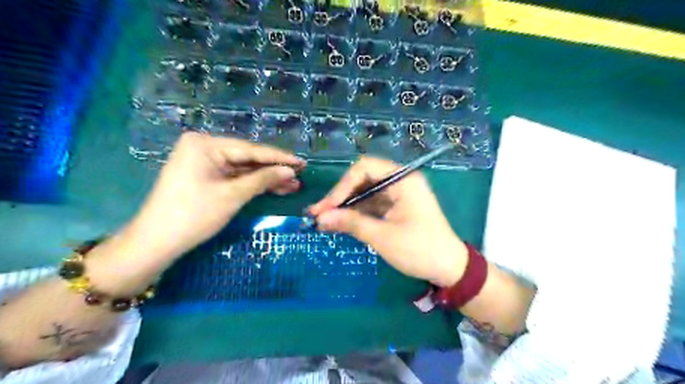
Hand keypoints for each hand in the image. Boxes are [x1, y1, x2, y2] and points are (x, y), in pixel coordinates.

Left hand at [125, 133, 303, 260]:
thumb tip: (290, 171)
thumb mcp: (233, 195)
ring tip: (292, 185)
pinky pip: (234, 178)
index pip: (250, 149)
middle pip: (247, 158)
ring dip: (266, 179)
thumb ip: (263, 179)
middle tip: (299, 176)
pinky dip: (252, 184)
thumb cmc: (194, 215)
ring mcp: (203, 163)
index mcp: (205, 145)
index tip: (301, 162)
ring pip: (243, 169)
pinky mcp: (205, 177)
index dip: (278, 157)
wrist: (157, 243)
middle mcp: (204, 148)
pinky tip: (273, 188)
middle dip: (273, 170)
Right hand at [310, 156, 464, 286]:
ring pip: (365, 192)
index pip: (364, 168)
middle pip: (363, 179)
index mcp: (403, 180)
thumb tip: (321, 217)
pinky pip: (372, 204)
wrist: (449, 268)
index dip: (342, 186)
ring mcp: (398, 194)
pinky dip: (356, 214)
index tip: (326, 208)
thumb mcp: (383, 237)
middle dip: (340, 196)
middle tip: (319, 214)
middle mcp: (400, 181)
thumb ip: (352, 223)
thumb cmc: (419, 250)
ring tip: (324, 222)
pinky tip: (339, 224)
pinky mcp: (396, 207)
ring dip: (345, 206)